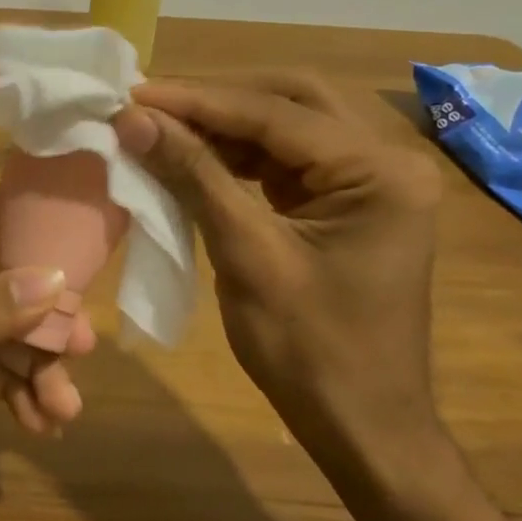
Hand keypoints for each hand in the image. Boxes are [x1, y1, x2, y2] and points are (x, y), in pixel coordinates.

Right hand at [113, 71, 448, 493]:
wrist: (362, 427)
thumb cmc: (310, 351)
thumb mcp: (247, 256)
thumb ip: (195, 177)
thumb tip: (135, 120)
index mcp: (380, 172)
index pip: (277, 114)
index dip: (198, 101)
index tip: (134, 93)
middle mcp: (387, 161)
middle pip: (293, 100)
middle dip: (218, 100)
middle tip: (151, 103)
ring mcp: (371, 182)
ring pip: (289, 126)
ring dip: (225, 125)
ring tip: (162, 125)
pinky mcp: (348, 203)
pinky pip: (288, 160)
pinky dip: (239, 155)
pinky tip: (195, 156)